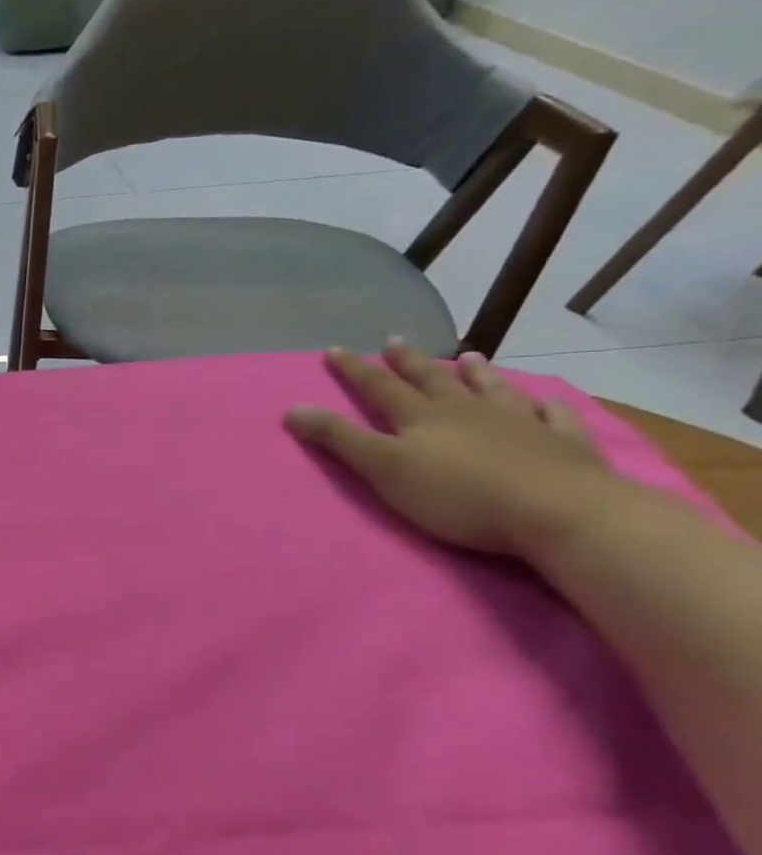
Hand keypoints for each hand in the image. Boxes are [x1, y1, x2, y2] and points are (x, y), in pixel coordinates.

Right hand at [283, 341, 633, 558]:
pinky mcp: (562, 445)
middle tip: (395, 341)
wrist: (560, 513)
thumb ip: (339, 439)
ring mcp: (519, 424)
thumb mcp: (383, 468)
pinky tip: (544, 400)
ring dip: (476, 374)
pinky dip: (544, 405)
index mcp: (421, 417)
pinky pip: (552, 416)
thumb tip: (292, 408)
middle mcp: (467, 411)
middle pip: (432, 380)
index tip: (335, 350)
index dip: (355, 370)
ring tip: (468, 358)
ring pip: (492, 390)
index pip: (379, 387)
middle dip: (409, 362)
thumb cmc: (459, 495)